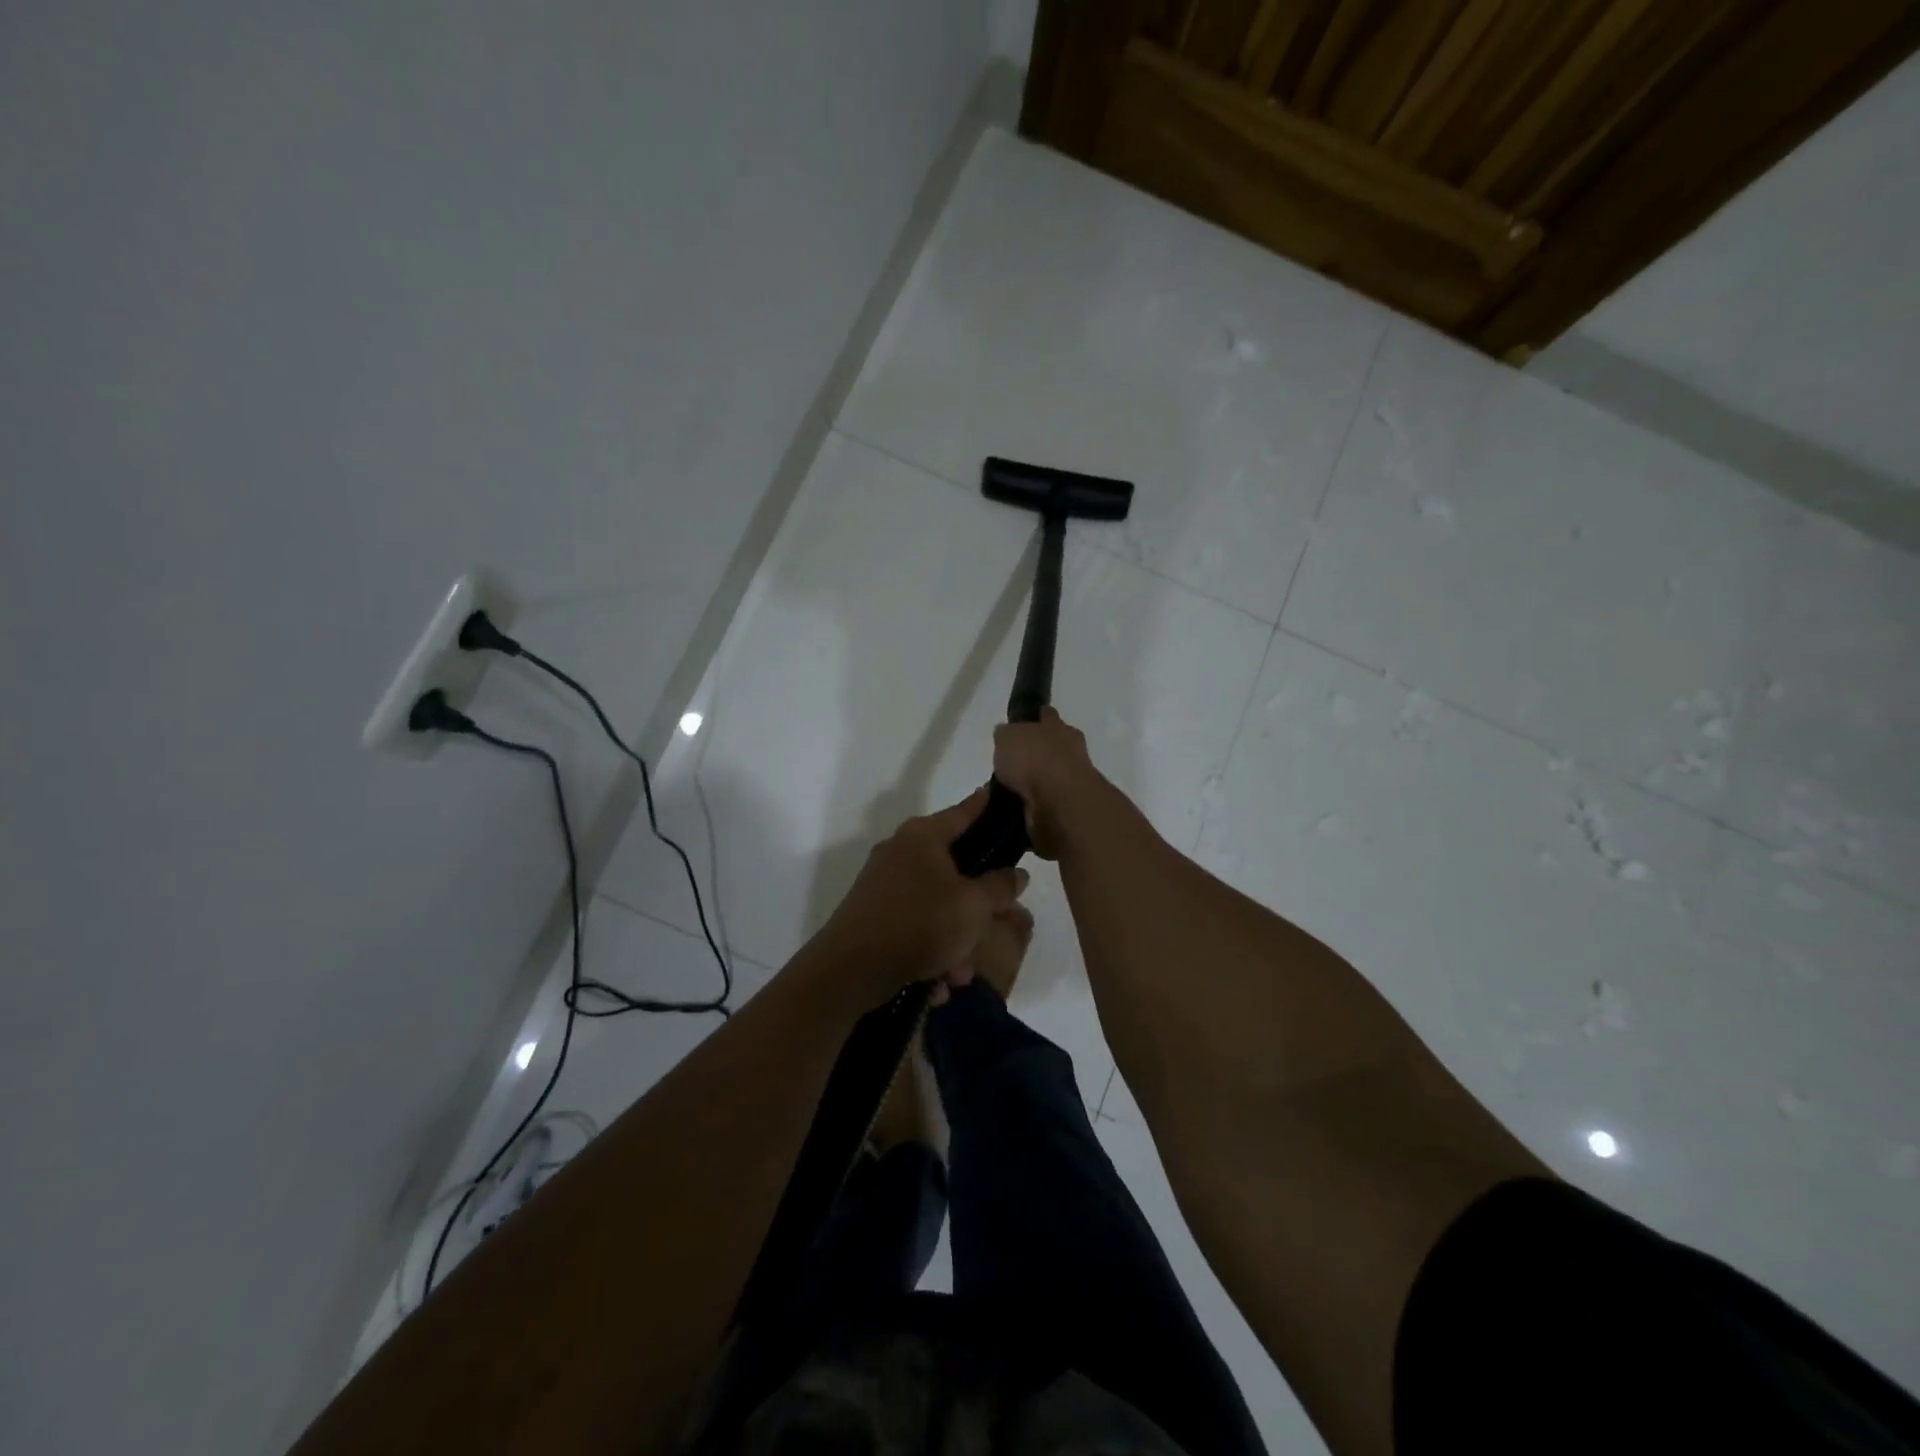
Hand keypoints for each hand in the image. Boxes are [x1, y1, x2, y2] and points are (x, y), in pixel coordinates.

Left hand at [818, 789, 1028, 999]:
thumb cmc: (919, 924)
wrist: (849, 971)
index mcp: (923, 837)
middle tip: (998, 922)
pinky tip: (937, 983)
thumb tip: (1016, 873)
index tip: (997, 793)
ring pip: (936, 905)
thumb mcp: (973, 907)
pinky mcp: (872, 915)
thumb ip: (999, 887)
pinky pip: (915, 926)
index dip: (984, 805)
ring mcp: (883, 884)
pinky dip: (930, 950)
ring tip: (961, 973)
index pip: (963, 812)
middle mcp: (900, 852)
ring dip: (955, 939)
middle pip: (953, 868)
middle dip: (976, 905)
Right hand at [992, 709, 1106, 859]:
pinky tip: (1015, 809)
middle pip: (1051, 748)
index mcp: (1058, 727)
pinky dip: (1033, 806)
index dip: (1034, 719)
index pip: (1046, 715)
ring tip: (1006, 791)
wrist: (1059, 803)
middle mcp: (1070, 751)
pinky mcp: (1067, 809)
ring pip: (1049, 777)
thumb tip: (1005, 735)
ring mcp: (1072, 782)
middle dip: (1035, 754)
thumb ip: (1006, 734)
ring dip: (1033, 783)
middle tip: (1010, 765)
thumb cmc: (1034, 759)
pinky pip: (1045, 803)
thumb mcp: (1007, 736)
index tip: (1022, 725)